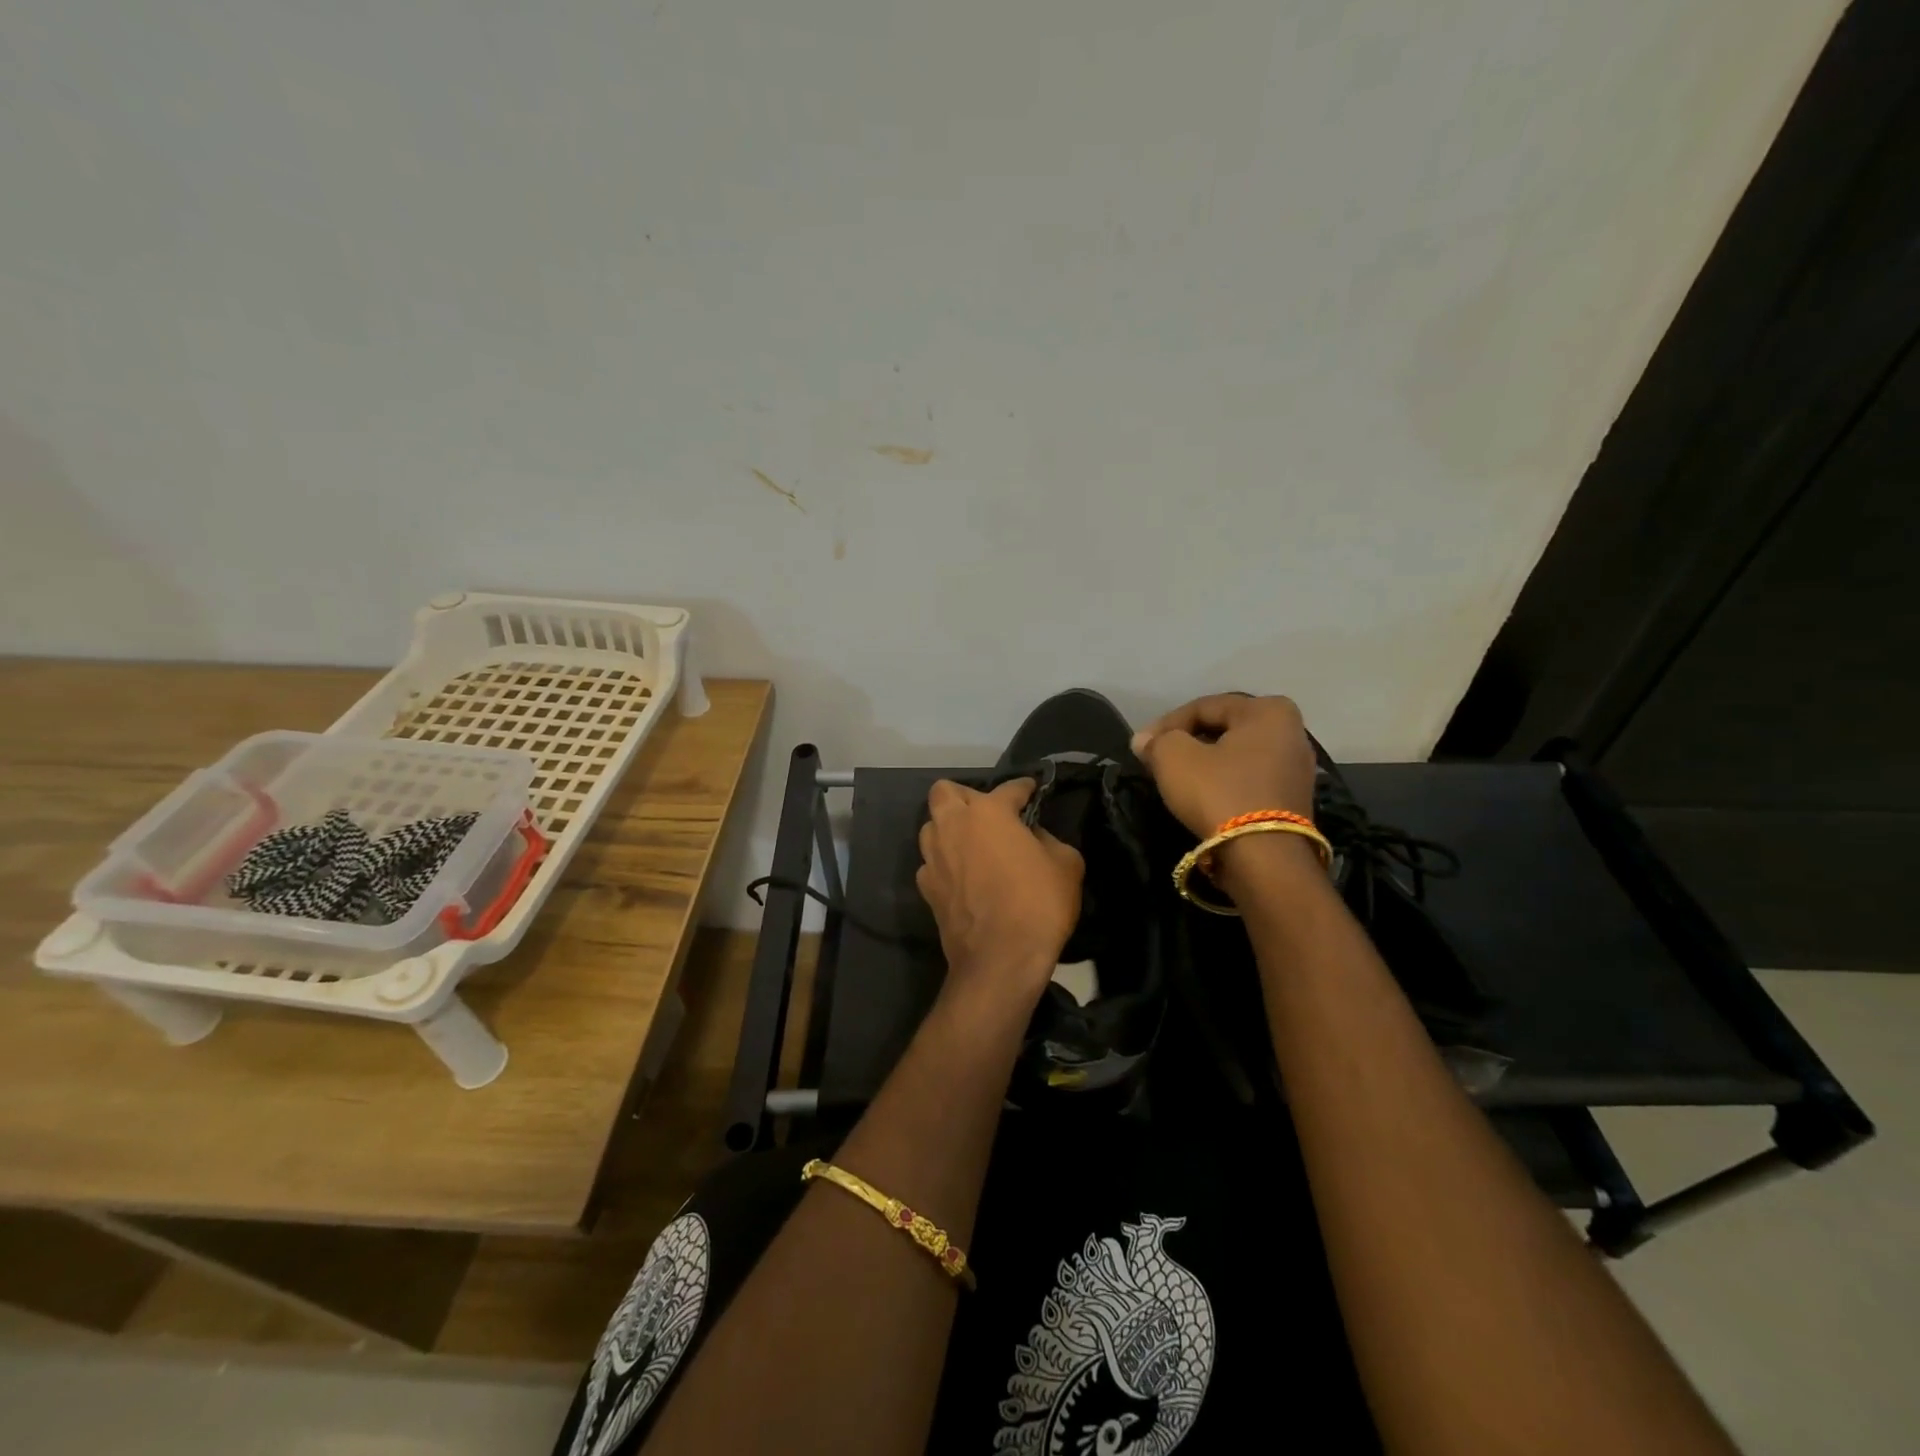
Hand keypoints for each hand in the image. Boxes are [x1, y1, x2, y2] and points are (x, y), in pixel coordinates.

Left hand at [916, 778, 1083, 1020]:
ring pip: (931, 825)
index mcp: (989, 812)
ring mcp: (934, 856)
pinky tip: (962, 876)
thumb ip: (1048, 839)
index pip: (1009, 788)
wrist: (1000, 960)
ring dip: (948, 827)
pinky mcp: (925, 887)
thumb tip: (1032, 837)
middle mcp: (954, 825)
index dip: (1024, 788)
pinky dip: (944, 862)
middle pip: (945, 792)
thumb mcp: (1066, 864)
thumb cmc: (1038, 905)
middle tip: (989, 815)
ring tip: (971, 844)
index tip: (1032, 792)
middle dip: (966, 796)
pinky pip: (931, 862)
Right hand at [1130, 693, 1316, 836]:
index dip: (1166, 724)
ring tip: (1175, 779)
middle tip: (1157, 759)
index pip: (1203, 707)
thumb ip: (1157, 741)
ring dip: (1204, 763)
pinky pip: (1249, 780)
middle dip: (1187, 742)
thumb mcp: (1174, 757)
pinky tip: (1202, 796)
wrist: (1263, 858)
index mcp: (1269, 710)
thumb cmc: (1219, 793)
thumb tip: (1145, 741)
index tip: (1141, 746)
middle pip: (1223, 729)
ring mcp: (1297, 769)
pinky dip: (1224, 783)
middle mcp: (1292, 732)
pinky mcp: (1294, 801)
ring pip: (1236, 756)